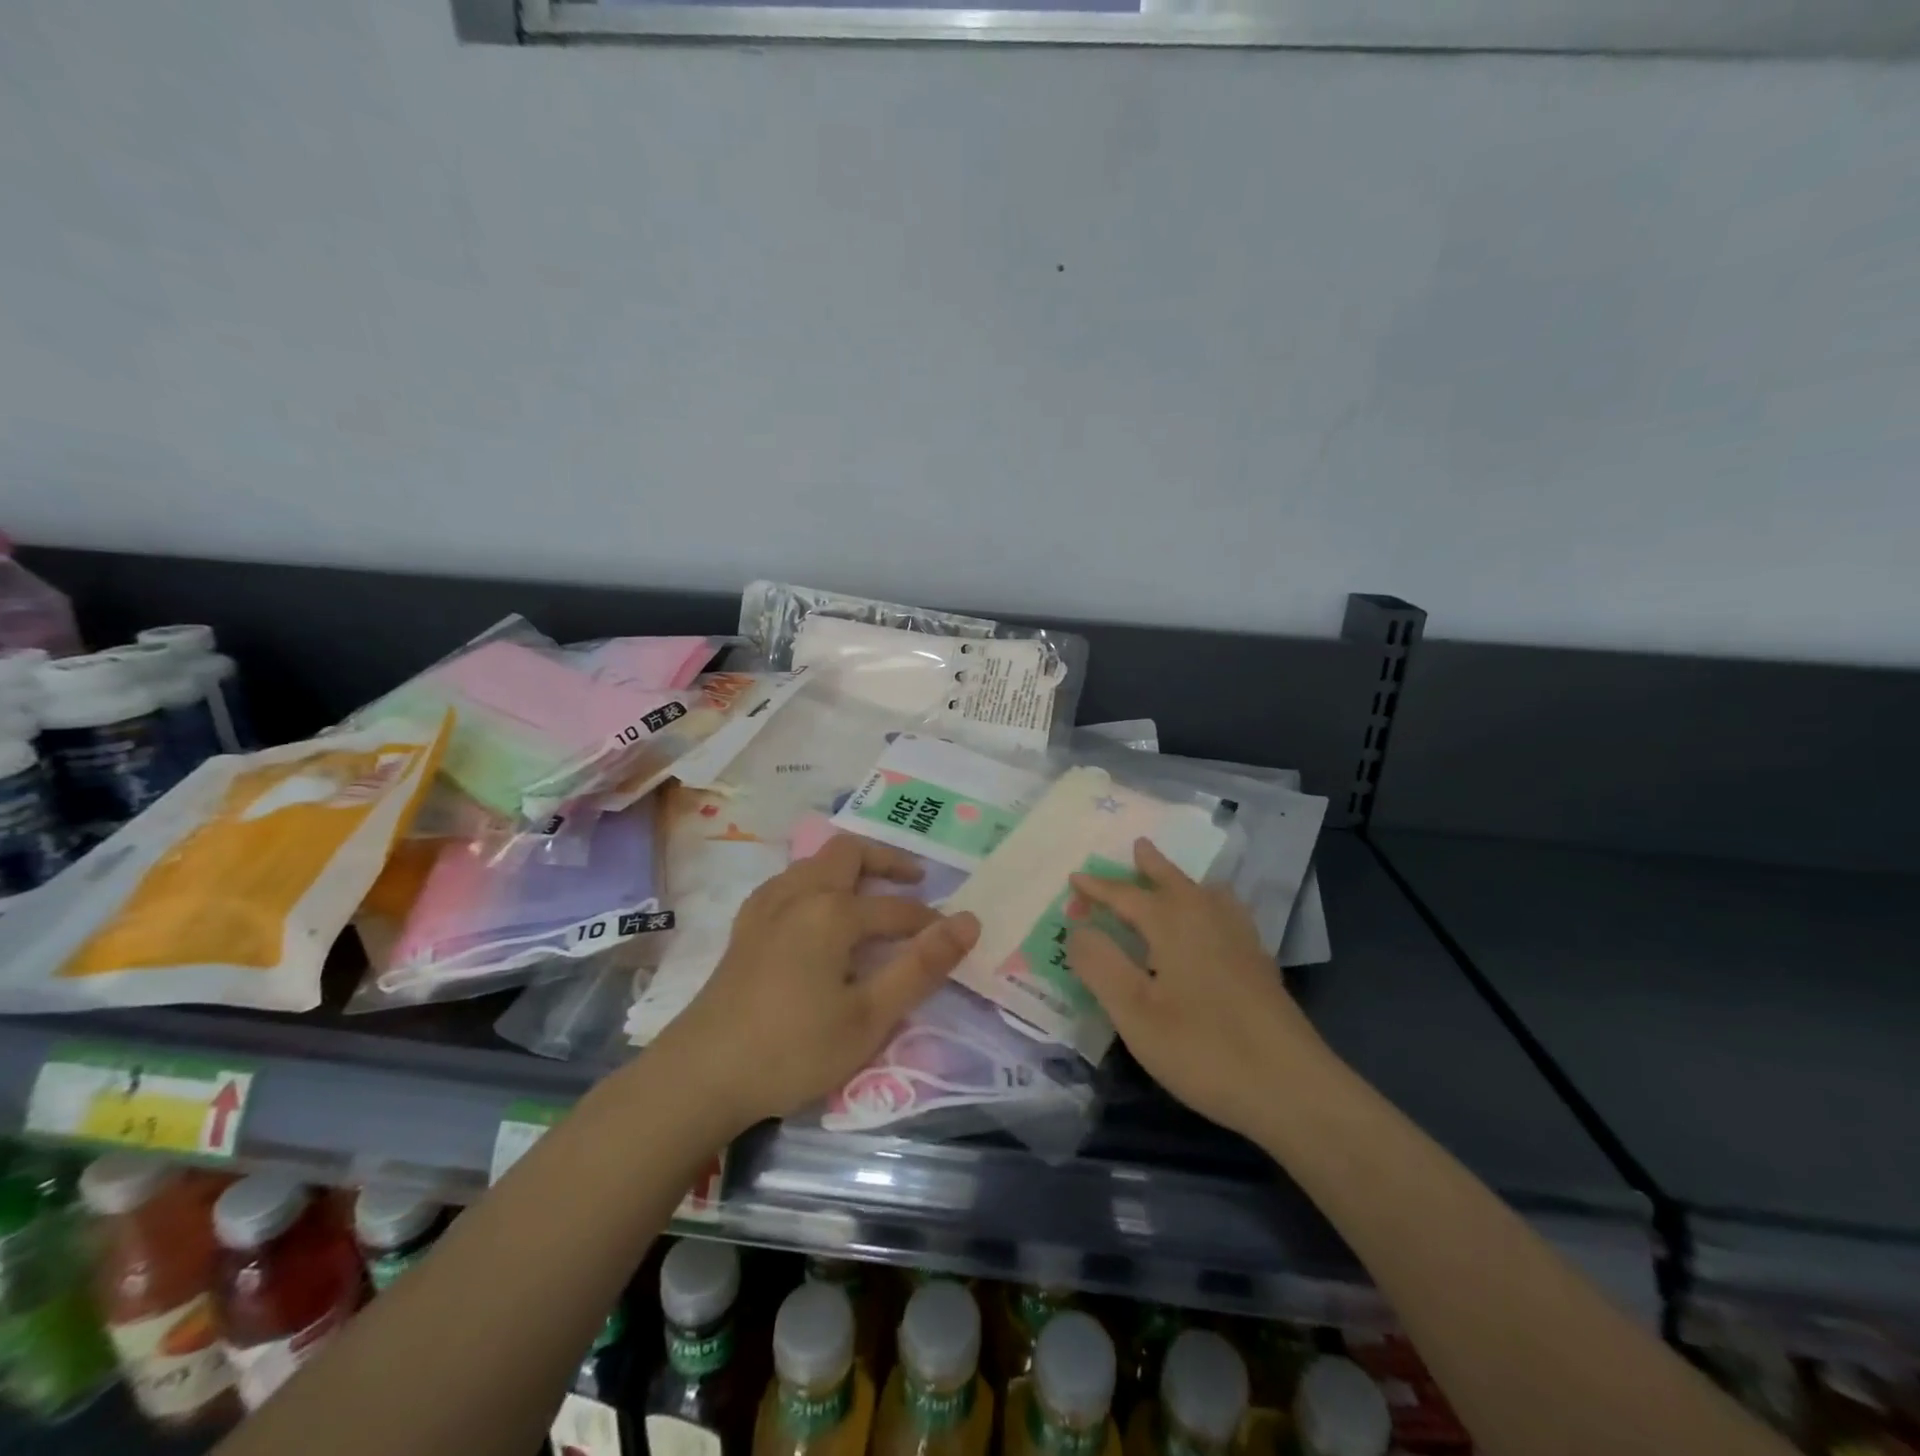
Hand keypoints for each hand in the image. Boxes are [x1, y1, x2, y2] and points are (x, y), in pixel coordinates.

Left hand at [659, 833, 979, 1131]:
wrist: (701, 1075)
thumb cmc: (793, 1049)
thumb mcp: (870, 1017)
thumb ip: (921, 967)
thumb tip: (968, 921)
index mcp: (832, 912)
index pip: (896, 909)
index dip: (929, 922)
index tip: (952, 937)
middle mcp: (799, 894)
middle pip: (848, 852)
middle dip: (887, 860)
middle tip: (916, 880)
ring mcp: (766, 906)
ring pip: (814, 861)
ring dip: (850, 867)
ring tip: (872, 893)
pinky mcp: (746, 926)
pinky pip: (789, 882)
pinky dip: (817, 882)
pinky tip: (819, 914)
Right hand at [1068, 838, 1329, 1140]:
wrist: (1291, 1087)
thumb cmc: (1202, 1049)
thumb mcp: (1134, 1012)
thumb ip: (1100, 965)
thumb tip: (1078, 928)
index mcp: (1173, 924)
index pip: (1127, 896)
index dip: (1098, 888)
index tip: (1074, 877)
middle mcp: (1207, 920)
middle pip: (1174, 882)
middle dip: (1151, 866)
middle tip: (1138, 845)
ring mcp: (1240, 941)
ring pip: (1206, 895)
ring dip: (1183, 881)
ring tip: (1175, 877)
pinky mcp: (1259, 965)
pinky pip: (1229, 913)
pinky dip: (1214, 903)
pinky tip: (1218, 922)